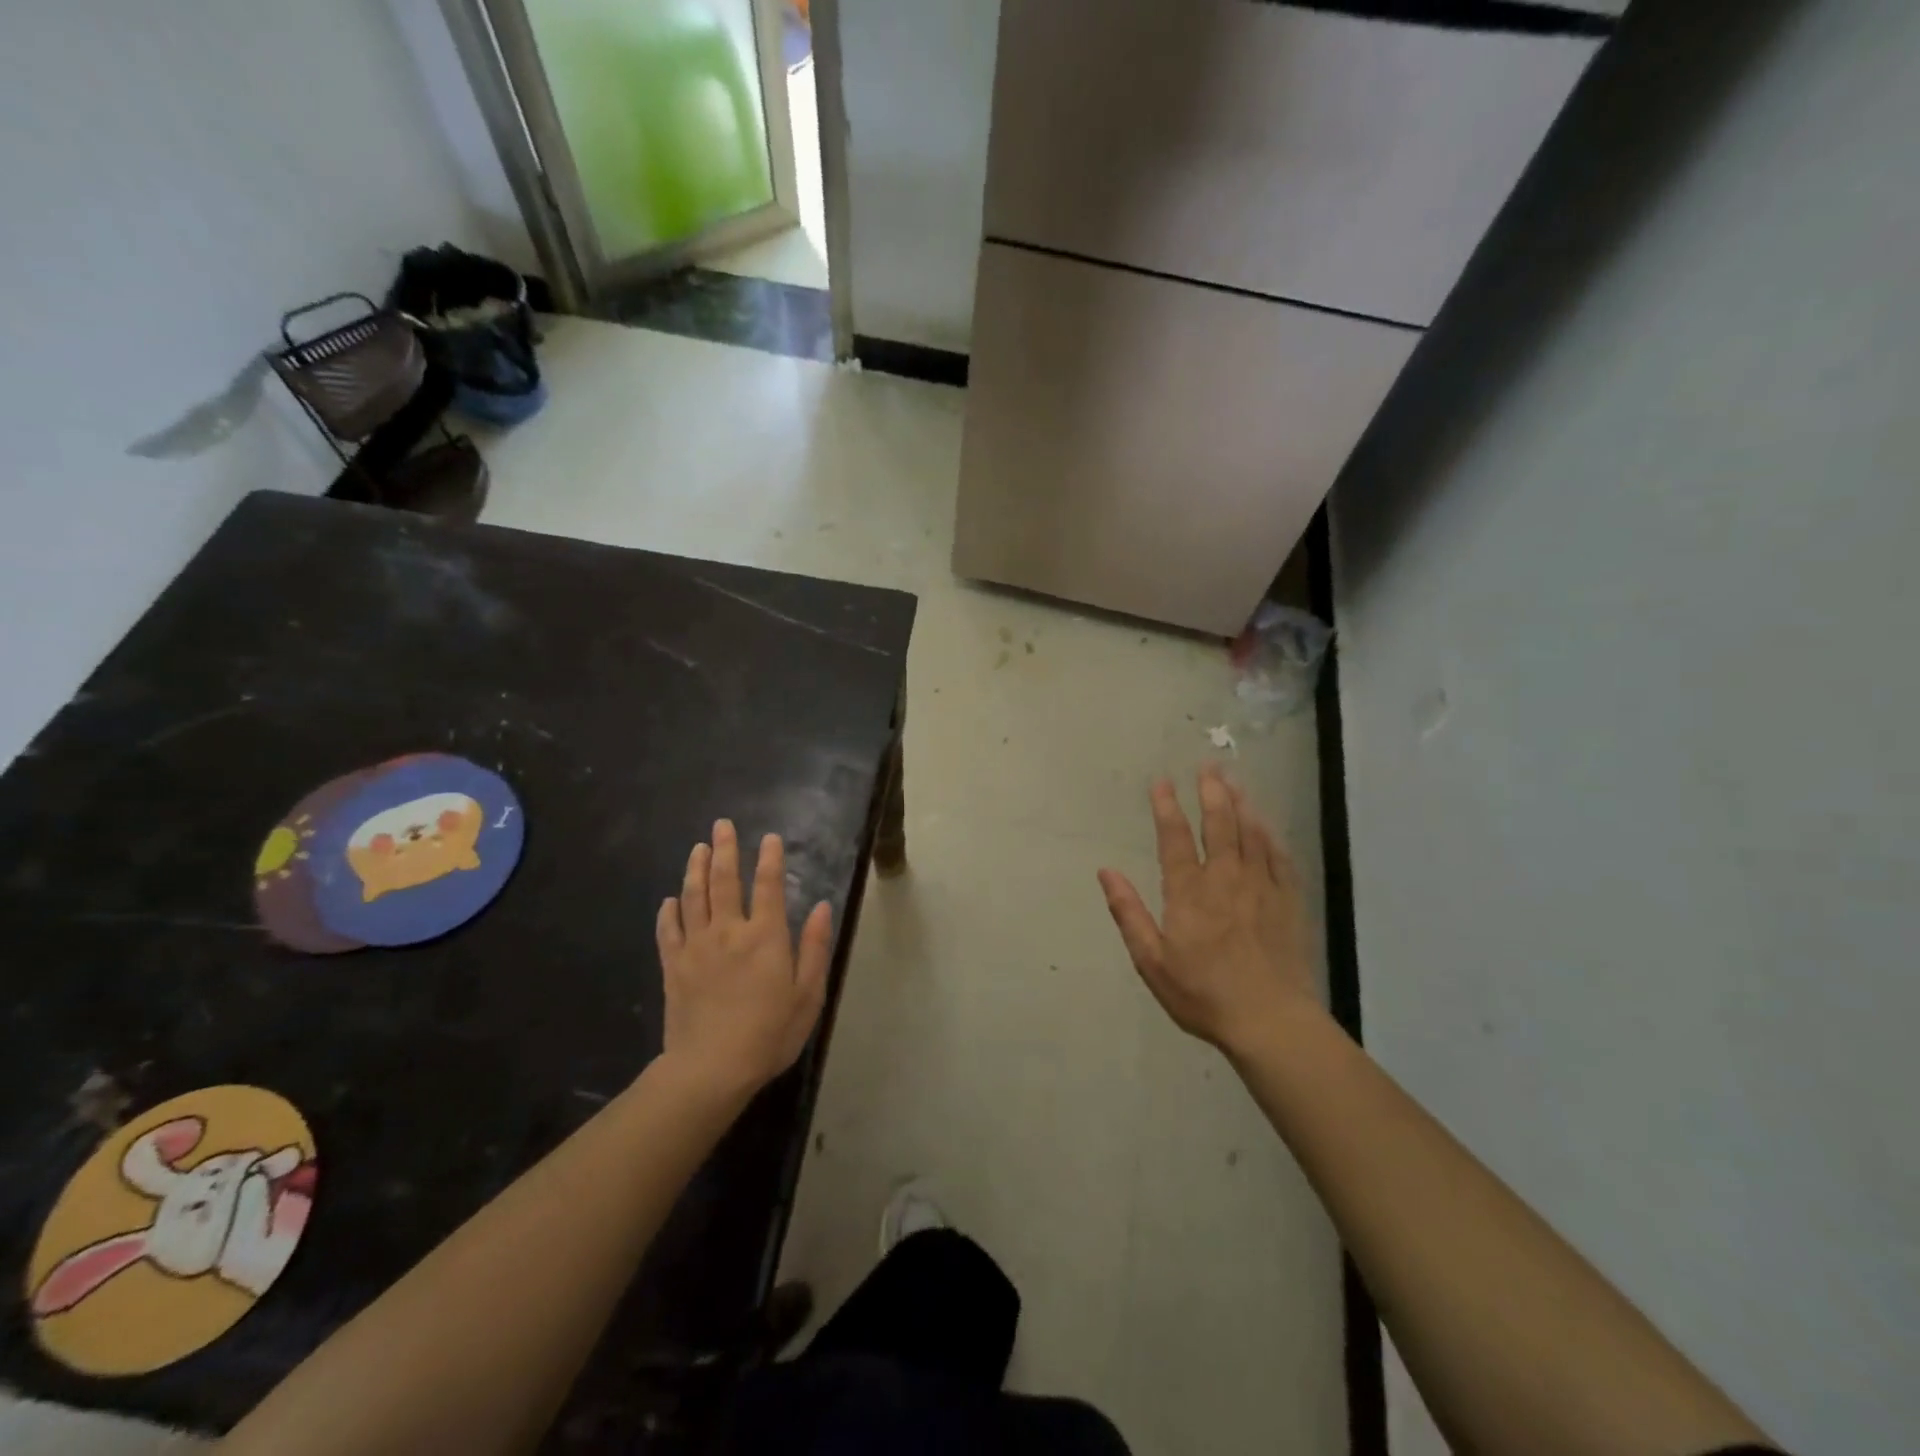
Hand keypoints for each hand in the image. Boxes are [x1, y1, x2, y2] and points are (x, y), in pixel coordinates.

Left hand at [656, 820, 832, 1100]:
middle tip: (721, 825)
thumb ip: (815, 948)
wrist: (711, 1068)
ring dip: (696, 868)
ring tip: (698, 848)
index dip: (770, 858)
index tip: (769, 837)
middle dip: (725, 849)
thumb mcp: (808, 995)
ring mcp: (697, 946)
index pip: (769, 885)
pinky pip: (669, 930)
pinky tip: (671, 900)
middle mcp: (729, 931)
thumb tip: (823, 907)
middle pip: (724, 880)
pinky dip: (669, 911)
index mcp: (765, 936)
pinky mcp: (674, 966)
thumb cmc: (769, 1033)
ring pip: (694, 896)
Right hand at [1098, 763, 1318, 1056]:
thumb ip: (1128, 912)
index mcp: (1189, 893)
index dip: (1167, 807)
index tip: (1161, 782)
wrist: (1270, 1021)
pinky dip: (1270, 834)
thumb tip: (1105, 871)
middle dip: (1211, 792)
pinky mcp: (1288, 902)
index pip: (1175, 838)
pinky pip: (1279, 857)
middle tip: (1208, 765)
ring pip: (1251, 834)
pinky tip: (1265, 822)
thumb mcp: (1151, 961)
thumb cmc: (1203, 994)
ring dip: (1241, 803)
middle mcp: (1226, 880)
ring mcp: (1262, 888)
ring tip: (1234, 780)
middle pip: (1219, 825)